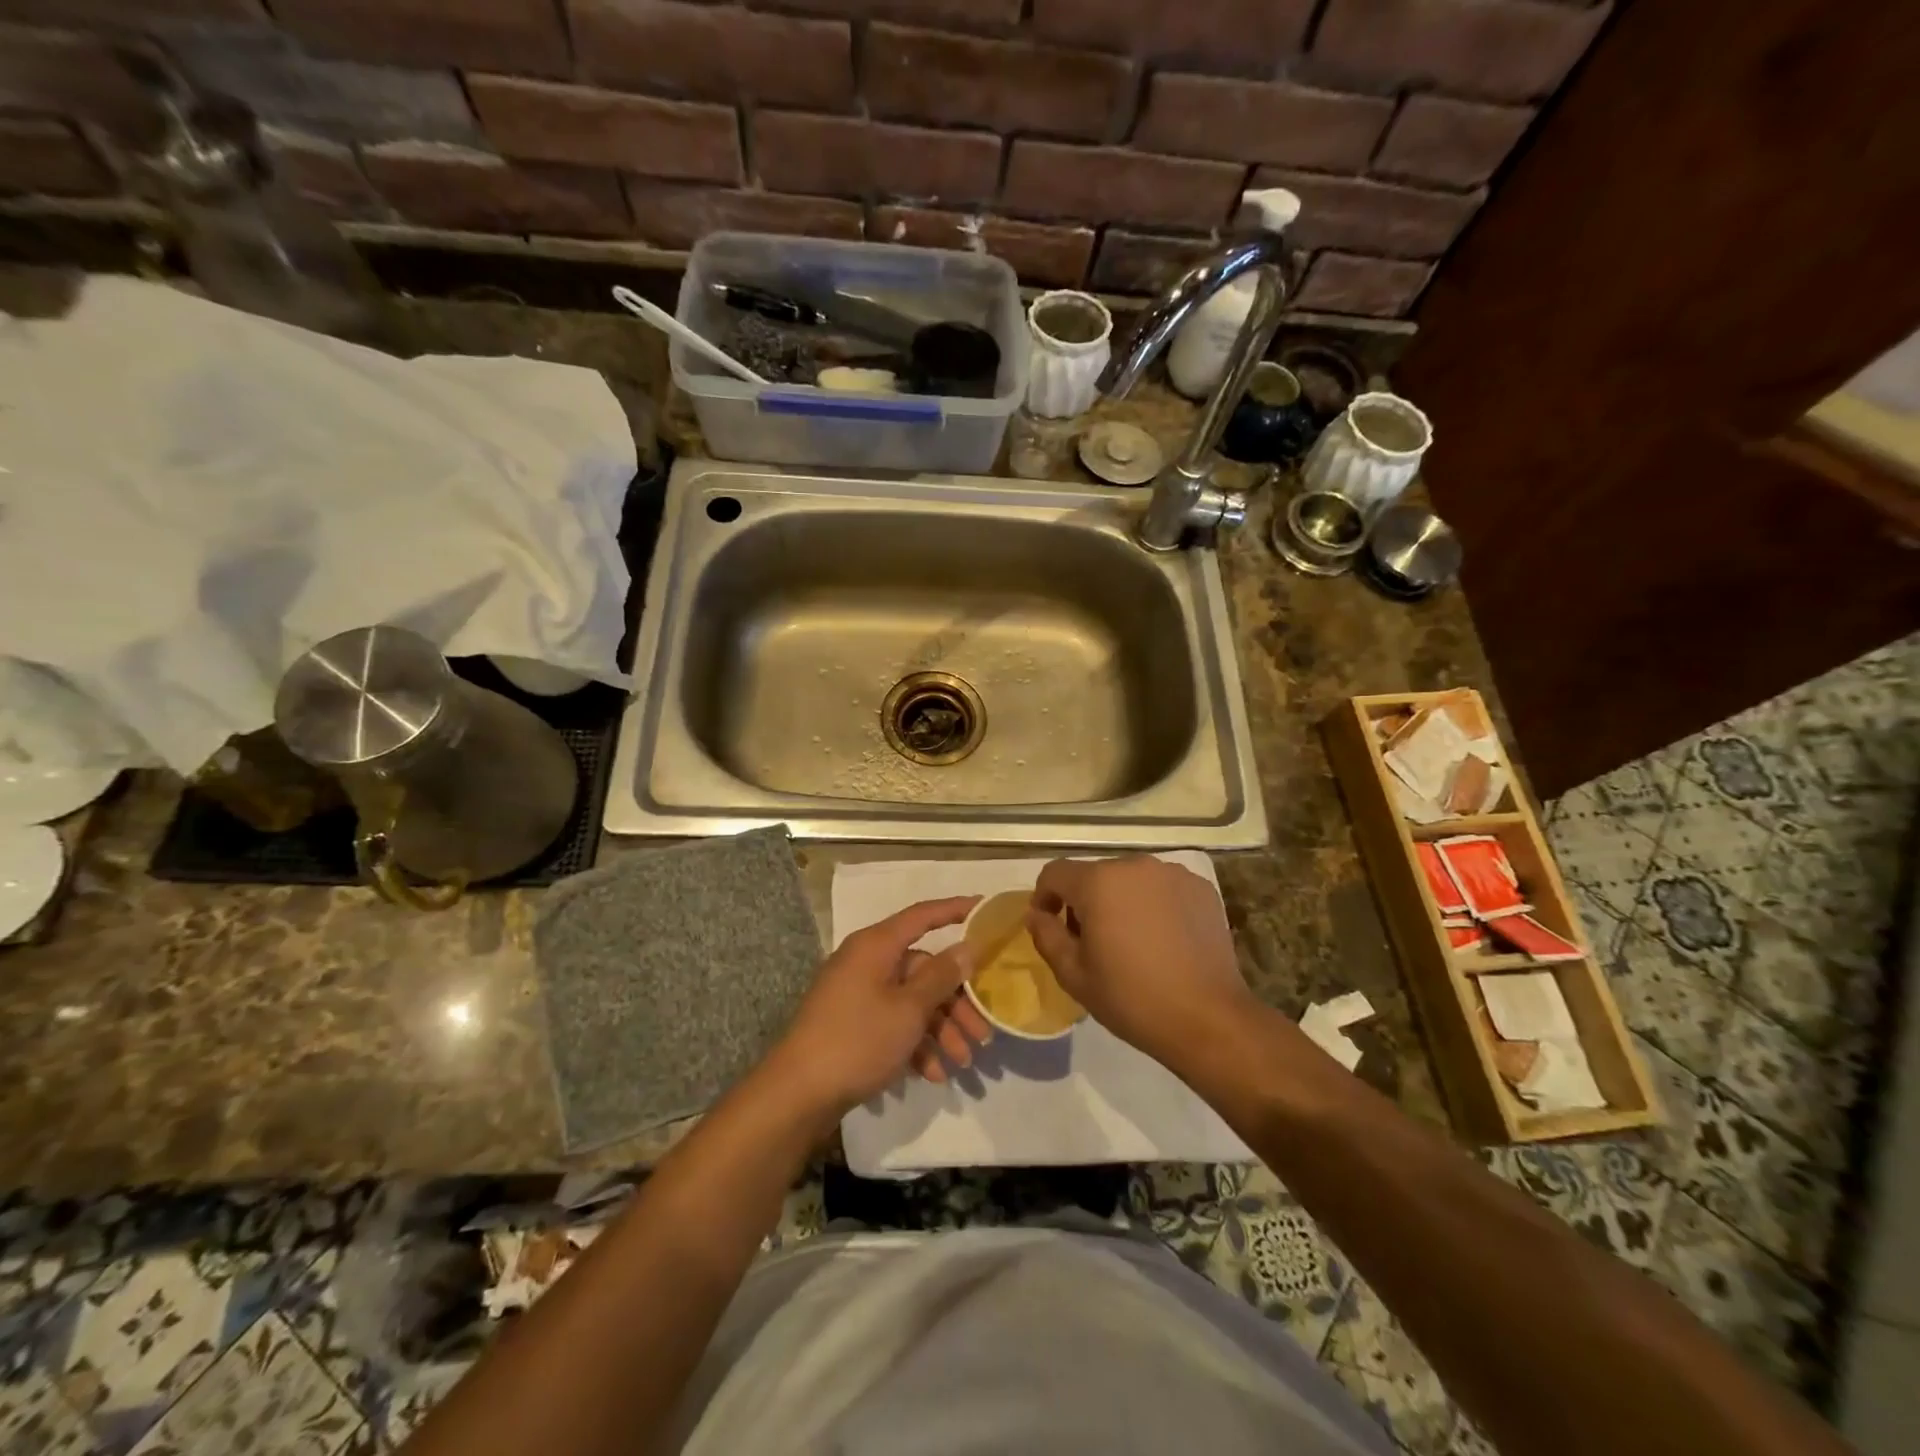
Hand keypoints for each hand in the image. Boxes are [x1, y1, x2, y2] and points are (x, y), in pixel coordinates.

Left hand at [769, 897, 992, 1119]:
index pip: (922, 916)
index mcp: (876, 946)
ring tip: (963, 1062)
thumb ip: (941, 975)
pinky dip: (916, 1044)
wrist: (798, 1094)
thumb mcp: (908, 1009)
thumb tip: (967, 947)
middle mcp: (867, 963)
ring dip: (941, 1029)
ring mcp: (858, 995)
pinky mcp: (853, 1025)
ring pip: (912, 1002)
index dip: (954, 909)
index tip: (984, 906)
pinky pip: (894, 1024)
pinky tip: (934, 1074)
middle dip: (956, 1001)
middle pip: (923, 969)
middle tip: (982, 1031)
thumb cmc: (857, 1040)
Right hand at [1026, 856, 1253, 1065]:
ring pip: (1130, 880)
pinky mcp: (1201, 888)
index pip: (1055, 873)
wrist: (1208, 1019)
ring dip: (1120, 901)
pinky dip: (1153, 905)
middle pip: (1095, 875)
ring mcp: (1172, 874)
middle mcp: (1135, 866)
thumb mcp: (1074, 975)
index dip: (1043, 896)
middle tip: (1089, 942)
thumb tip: (1036, 914)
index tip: (1048, 924)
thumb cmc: (1132, 998)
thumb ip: (1046, 936)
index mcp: (1098, 882)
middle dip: (1084, 902)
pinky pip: (1162, 888)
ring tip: (1129, 941)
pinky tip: (1162, 940)